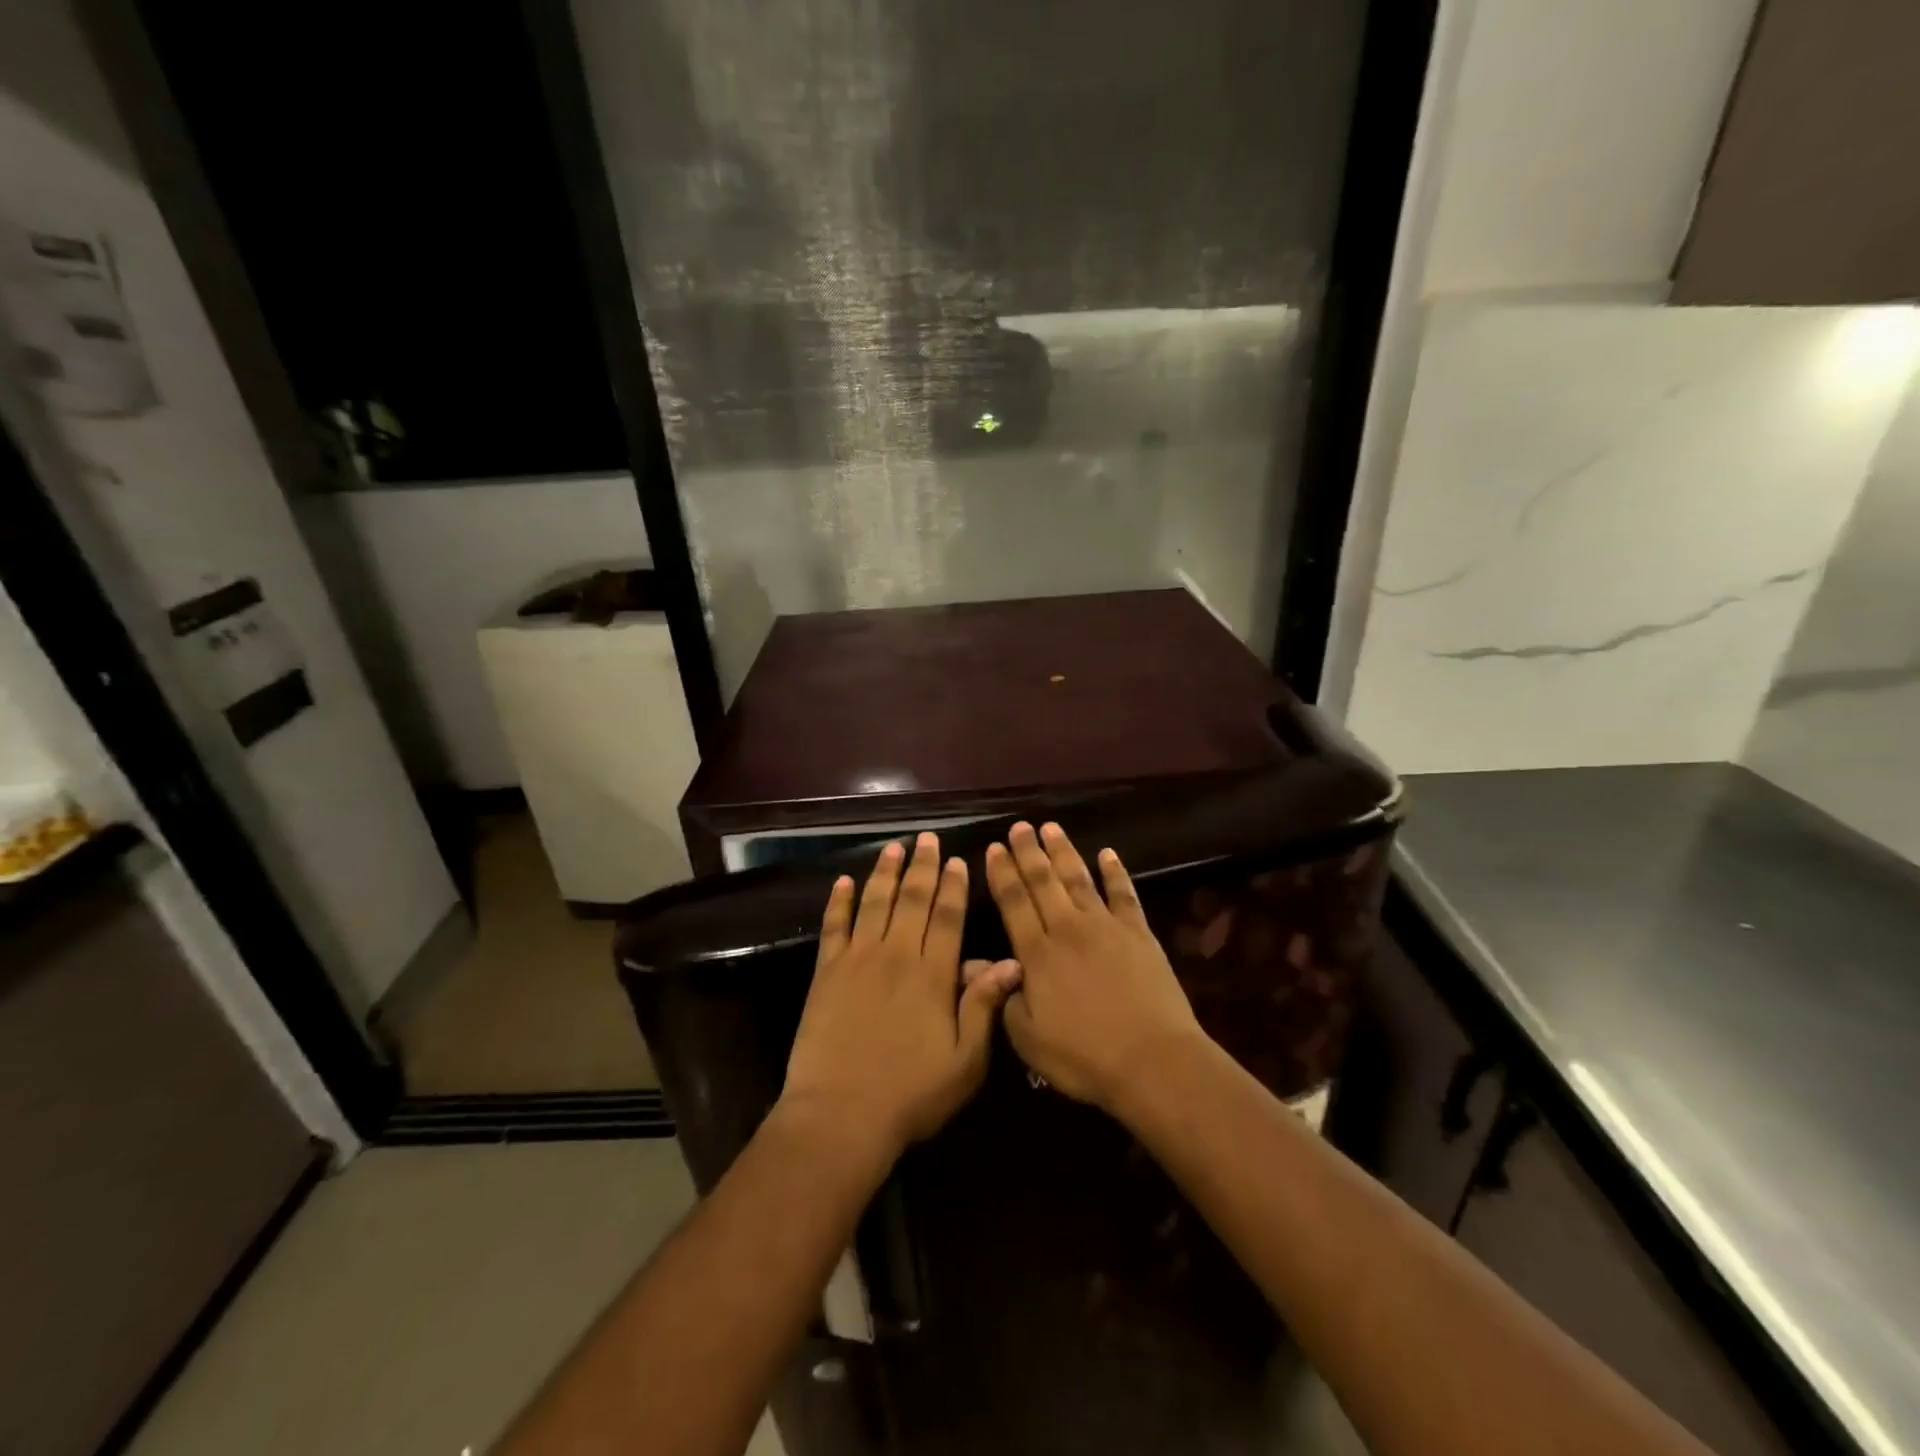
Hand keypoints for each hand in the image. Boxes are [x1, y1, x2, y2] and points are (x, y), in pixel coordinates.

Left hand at [782, 833, 1022, 1160]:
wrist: (840, 1115)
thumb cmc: (910, 1094)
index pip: (948, 918)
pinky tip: (843, 882)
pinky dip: (838, 902)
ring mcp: (857, 960)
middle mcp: (897, 955)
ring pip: (874, 903)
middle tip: (927, 838)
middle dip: (923, 867)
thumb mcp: (965, 1062)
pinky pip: (833, 926)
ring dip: (885, 872)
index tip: (959, 860)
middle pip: (912, 900)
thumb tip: (1011, 962)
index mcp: (933, 975)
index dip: (955, 887)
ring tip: (894, 847)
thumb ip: (984, 1007)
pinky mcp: (825, 972)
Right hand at [986, 821, 1203, 1109]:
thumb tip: (973, 966)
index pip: (1013, 903)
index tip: (994, 847)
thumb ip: (1000, 997)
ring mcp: (1105, 927)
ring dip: (1063, 851)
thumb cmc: (1083, 1057)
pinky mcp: (1138, 933)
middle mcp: (1067, 929)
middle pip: (1043, 882)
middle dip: (1028, 852)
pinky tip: (1108, 853)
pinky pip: (1124, 894)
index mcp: (1036, 954)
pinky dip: (1115, 872)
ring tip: (1050, 828)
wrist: (1152, 1061)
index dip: (1002, 874)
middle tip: (1019, 826)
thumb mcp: (1027, 1039)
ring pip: (1078, 879)